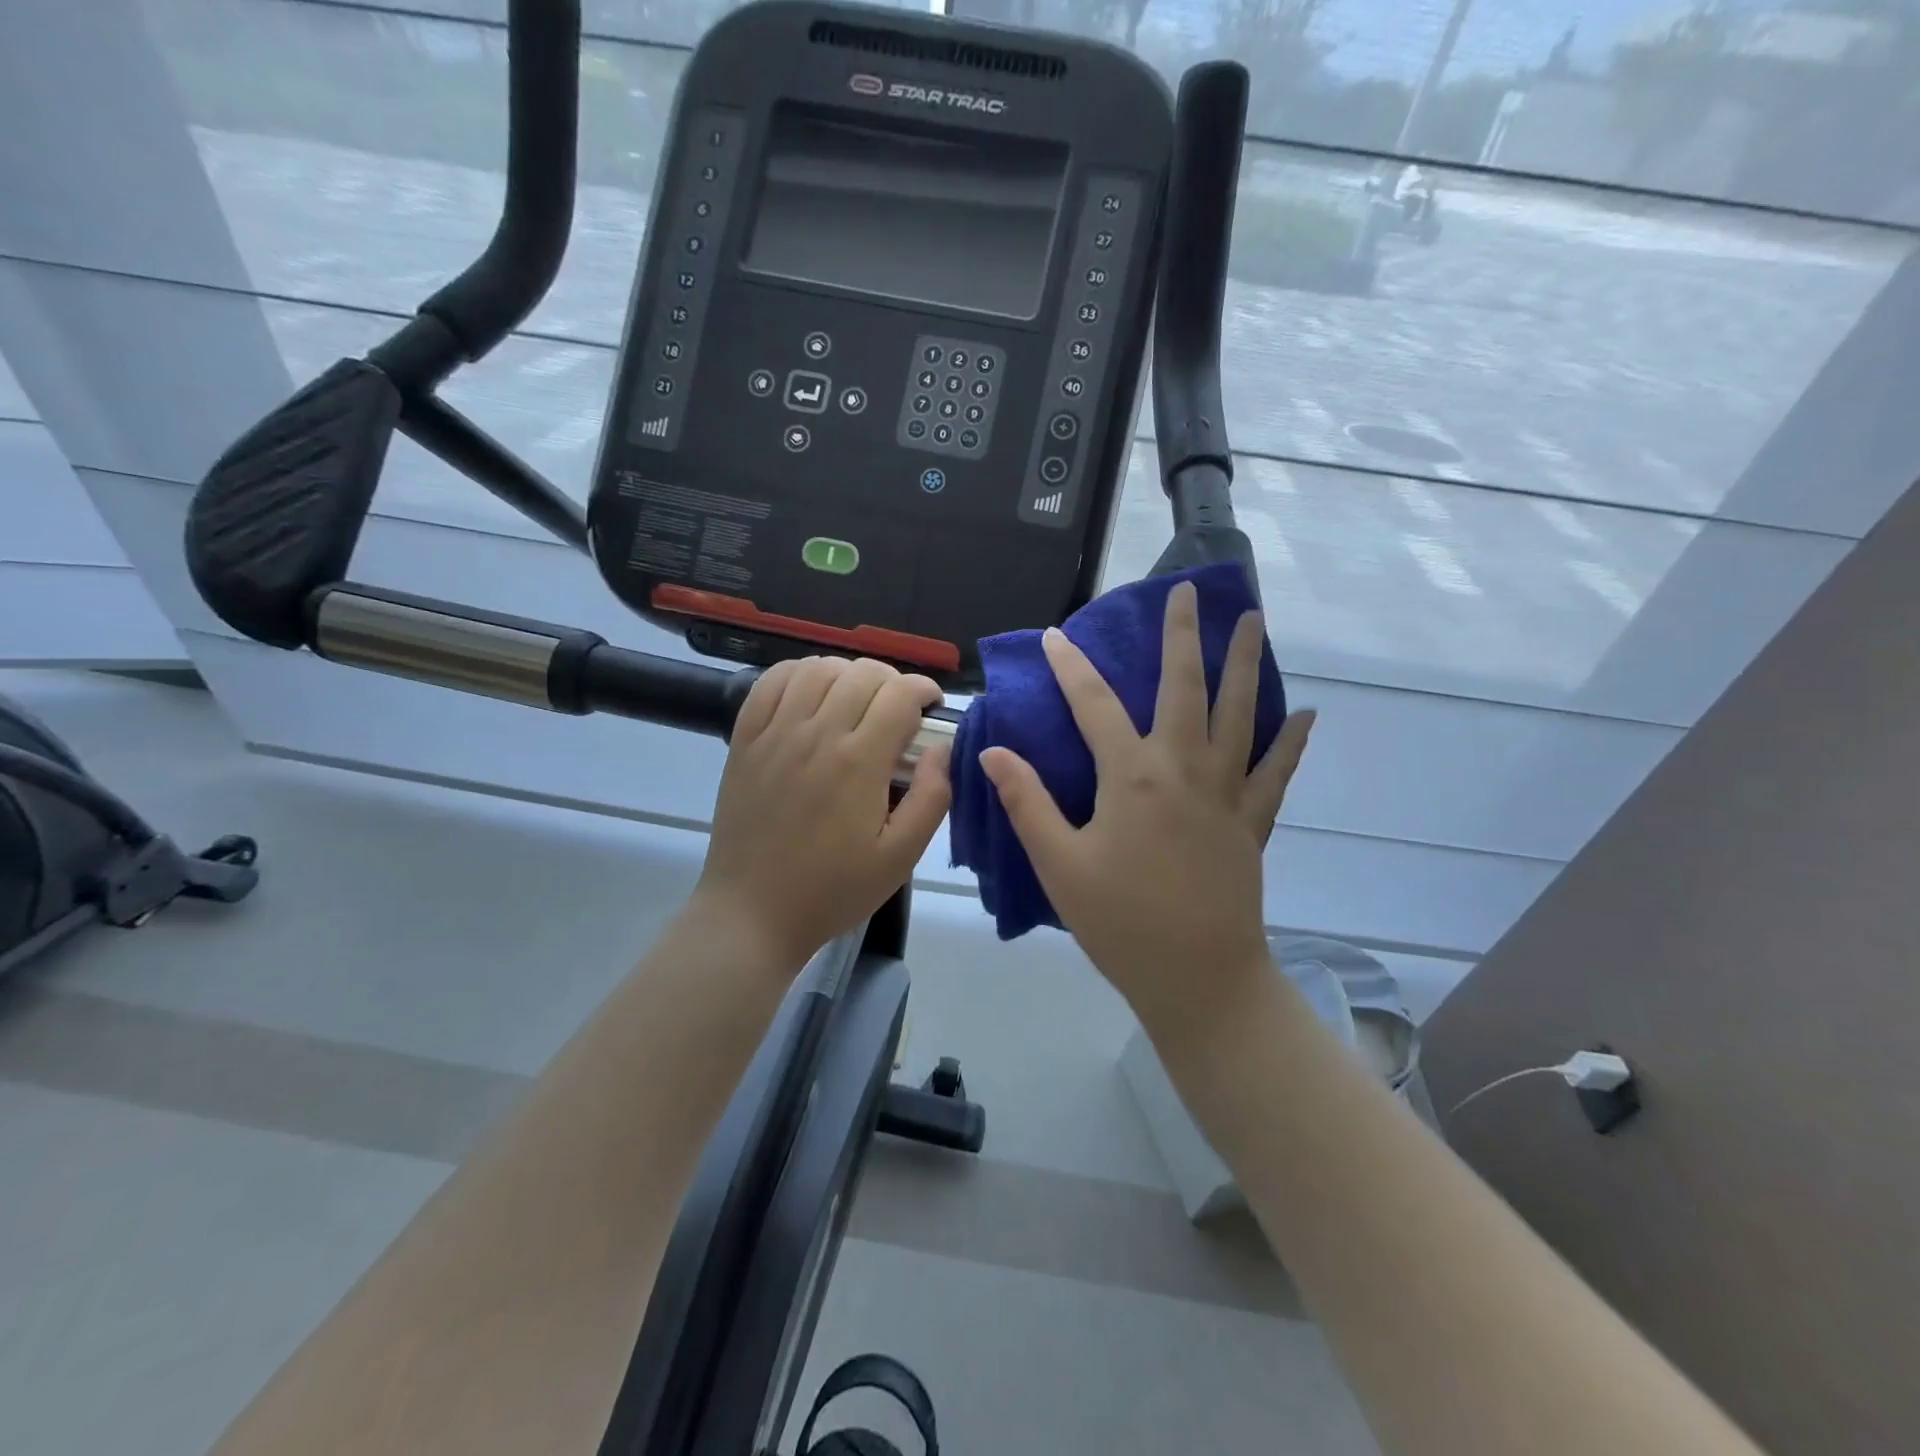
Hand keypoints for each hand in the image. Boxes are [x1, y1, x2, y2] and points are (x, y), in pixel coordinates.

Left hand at [694, 656, 951, 971]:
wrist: (753, 912)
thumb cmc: (833, 889)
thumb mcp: (900, 857)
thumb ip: (932, 798)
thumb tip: (943, 749)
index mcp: (858, 762)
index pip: (899, 694)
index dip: (924, 690)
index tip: (931, 707)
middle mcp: (816, 734)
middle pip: (862, 674)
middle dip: (892, 681)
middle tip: (900, 710)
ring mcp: (775, 734)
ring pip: (817, 669)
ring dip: (848, 673)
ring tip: (857, 699)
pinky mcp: (745, 741)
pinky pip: (771, 682)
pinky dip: (798, 673)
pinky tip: (812, 692)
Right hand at [979, 583, 1313, 1031]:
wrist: (1198, 978)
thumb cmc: (1120, 921)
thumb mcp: (1058, 864)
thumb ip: (1027, 802)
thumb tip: (992, 751)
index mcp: (1131, 778)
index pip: (1093, 706)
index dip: (1071, 668)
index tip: (1057, 636)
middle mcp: (1183, 770)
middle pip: (1183, 688)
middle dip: (1182, 636)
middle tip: (1189, 592)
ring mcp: (1225, 793)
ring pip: (1239, 714)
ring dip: (1242, 664)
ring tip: (1252, 620)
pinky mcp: (1252, 821)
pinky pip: (1275, 772)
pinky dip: (1291, 742)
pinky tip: (1306, 714)